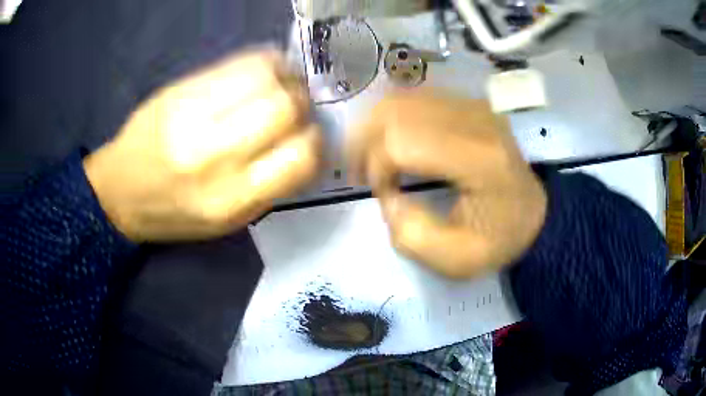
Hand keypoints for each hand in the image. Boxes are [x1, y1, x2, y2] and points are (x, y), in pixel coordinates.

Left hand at [83, 51, 320, 241]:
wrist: (121, 192)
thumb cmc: (175, 213)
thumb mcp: (228, 220)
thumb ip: (270, 186)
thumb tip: (305, 144)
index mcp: (232, 200)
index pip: (300, 157)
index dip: (315, 141)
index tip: (309, 136)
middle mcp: (214, 157)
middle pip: (286, 108)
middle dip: (302, 103)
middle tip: (296, 105)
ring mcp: (193, 116)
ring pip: (266, 77)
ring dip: (285, 78)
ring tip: (280, 85)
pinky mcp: (180, 90)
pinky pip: (238, 62)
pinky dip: (263, 62)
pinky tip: (261, 72)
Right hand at [348, 89, 546, 278]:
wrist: (534, 213)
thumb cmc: (500, 239)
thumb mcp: (454, 261)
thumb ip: (409, 234)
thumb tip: (387, 193)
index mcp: (478, 160)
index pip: (403, 143)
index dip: (377, 167)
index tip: (382, 193)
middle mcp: (475, 120)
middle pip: (396, 112)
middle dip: (366, 142)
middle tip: (361, 172)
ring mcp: (472, 106)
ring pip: (402, 98)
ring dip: (375, 126)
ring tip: (371, 156)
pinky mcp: (469, 104)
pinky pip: (416, 97)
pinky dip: (393, 117)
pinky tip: (392, 140)